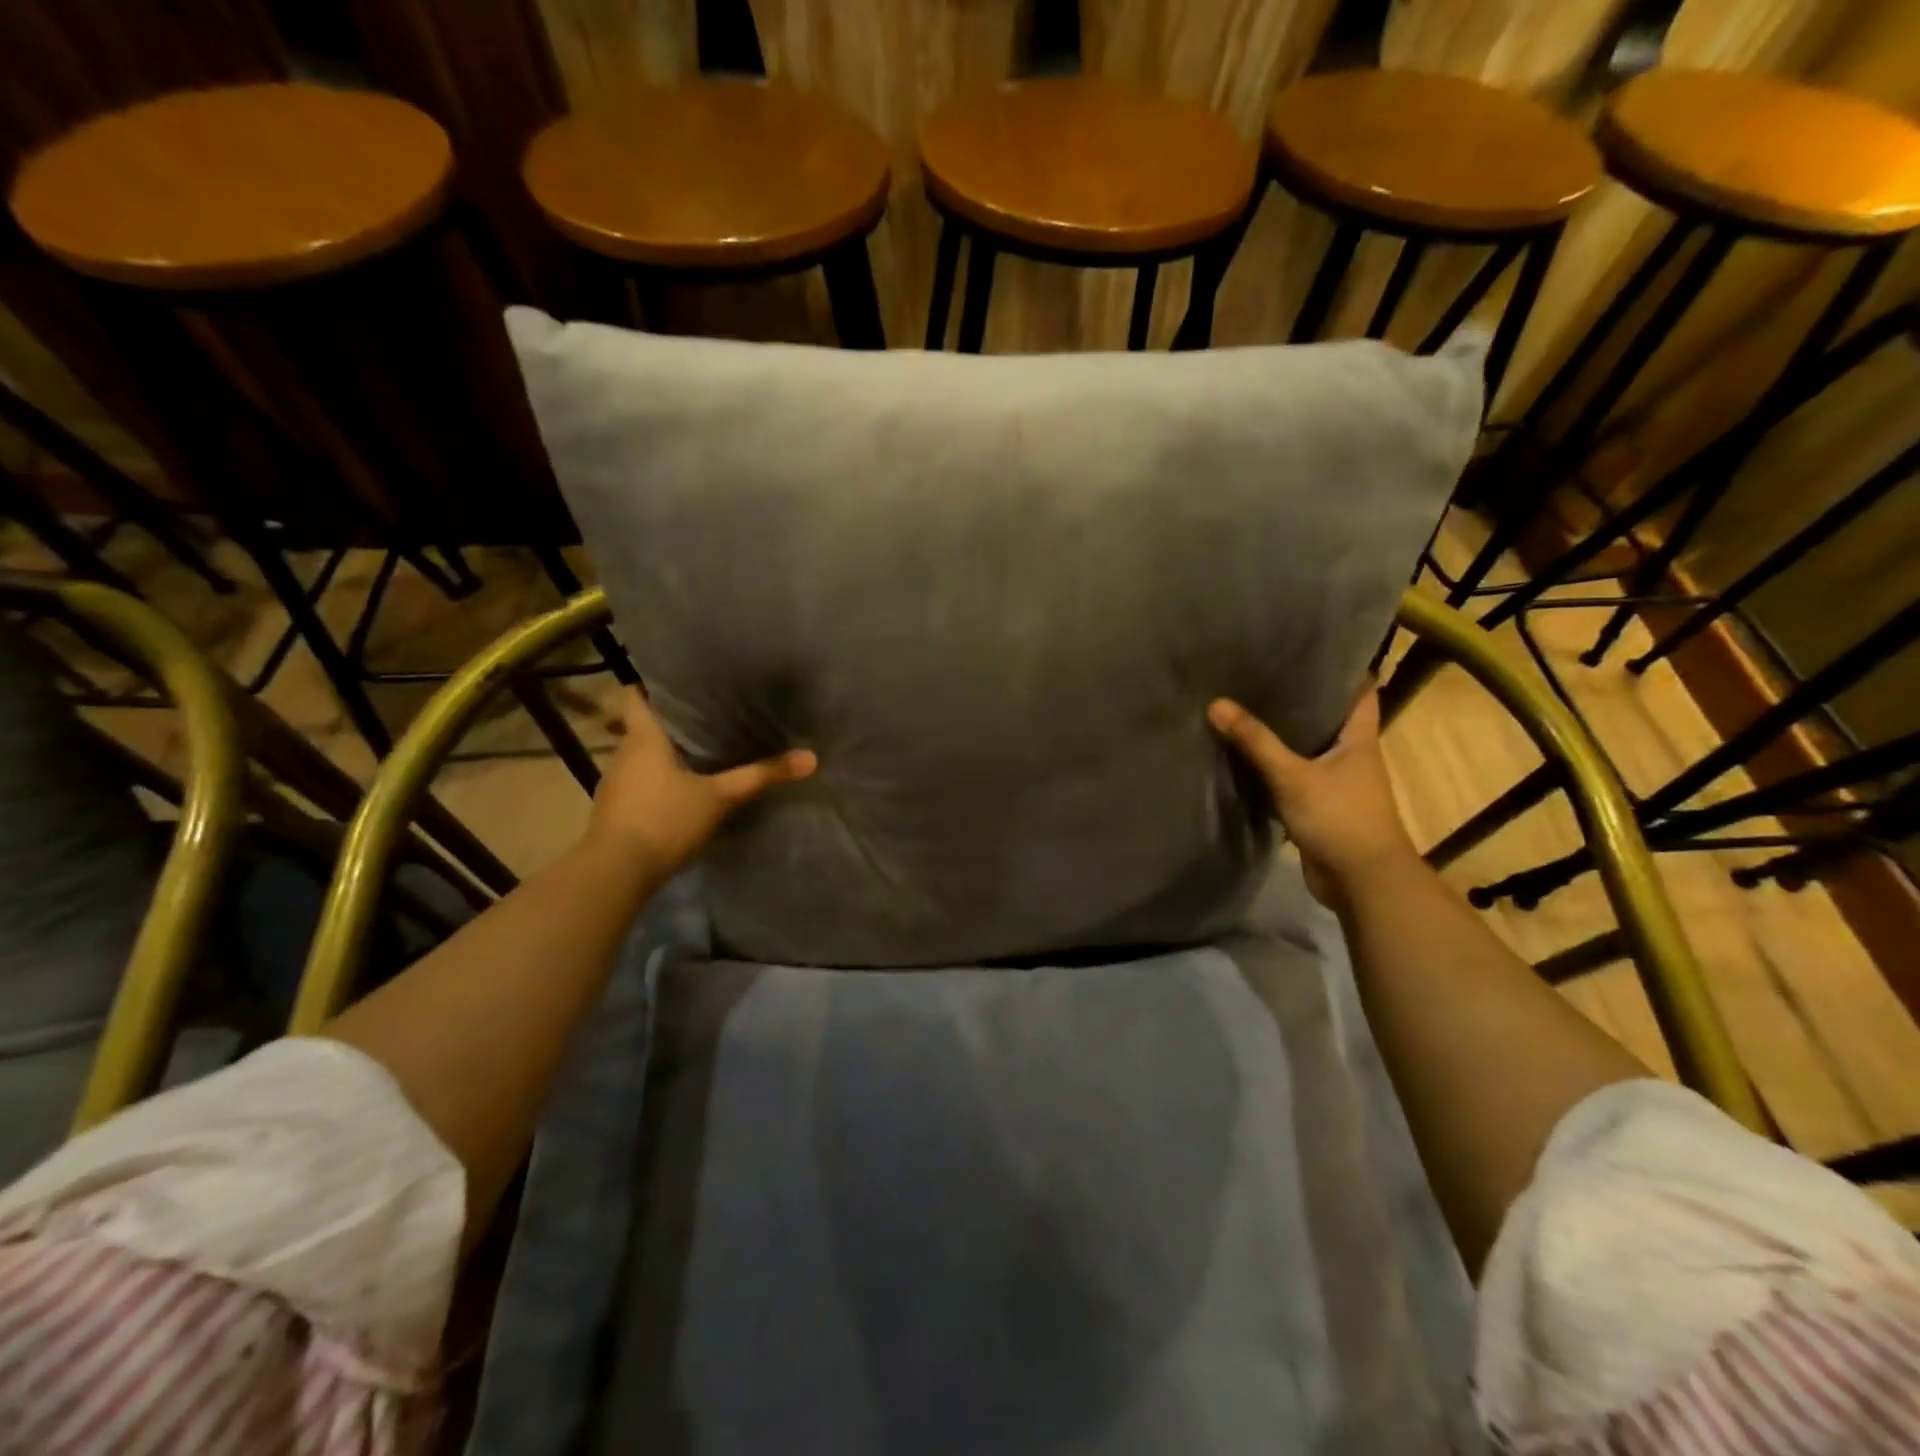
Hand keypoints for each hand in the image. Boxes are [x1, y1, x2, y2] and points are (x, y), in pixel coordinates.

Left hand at [584, 688, 816, 878]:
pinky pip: (640, 780)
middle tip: (708, 713)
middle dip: (672, 720)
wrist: (616, 873)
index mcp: (644, 737)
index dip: (653, 685)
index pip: (635, 694)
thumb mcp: (721, 797)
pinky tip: (684, 787)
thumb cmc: (665, 820)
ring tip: (702, 747)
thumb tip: (811, 758)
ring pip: (642, 754)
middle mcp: (624, 753)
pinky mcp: (617, 808)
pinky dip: (659, 777)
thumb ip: (761, 776)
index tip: (684, 683)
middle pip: (643, 724)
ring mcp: (616, 782)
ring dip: (665, 751)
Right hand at [1208, 687, 1415, 903]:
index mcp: (1360, 739)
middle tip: (1261, 675)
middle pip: (1328, 718)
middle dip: (1300, 699)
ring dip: (1283, 735)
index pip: (1360, 691)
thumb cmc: (1340, 818)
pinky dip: (1274, 768)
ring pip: (1308, 749)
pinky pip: (1294, 778)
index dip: (1342, 667)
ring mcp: (1336, 783)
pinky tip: (1245, 758)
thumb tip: (1216, 703)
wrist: (1361, 881)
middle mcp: (1351, 756)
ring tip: (1246, 708)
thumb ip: (1255, 741)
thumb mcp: (1293, 775)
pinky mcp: (1319, 807)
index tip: (1309, 648)